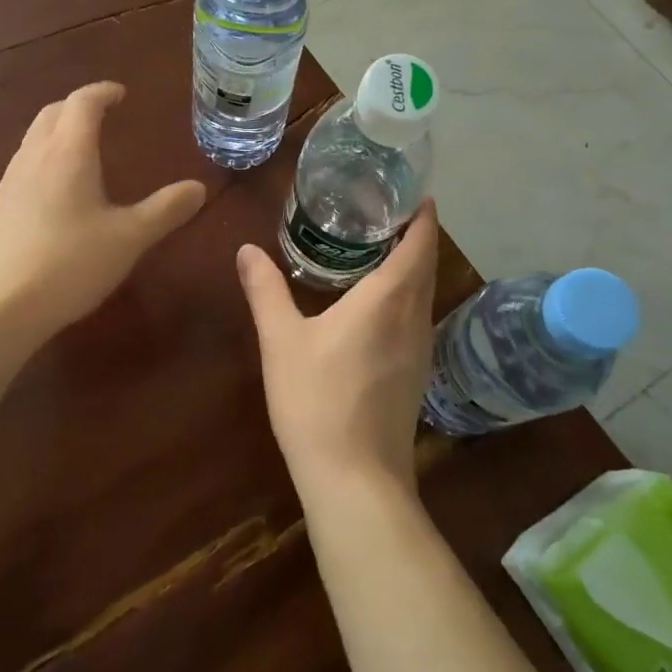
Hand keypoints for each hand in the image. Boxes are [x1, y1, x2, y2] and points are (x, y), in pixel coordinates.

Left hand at [0, 81, 205, 342]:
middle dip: (76, 107)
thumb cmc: (69, 264)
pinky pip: (21, 167)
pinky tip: (53, 194)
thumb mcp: (128, 238)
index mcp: (69, 153)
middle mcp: (34, 157)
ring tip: (80, 151)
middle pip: (52, 113)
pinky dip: (42, 160)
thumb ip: (165, 210)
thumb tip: (198, 187)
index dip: (102, 92)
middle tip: (101, 116)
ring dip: (56, 132)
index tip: (120, 94)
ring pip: (32, 139)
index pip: (82, 103)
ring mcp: (9, 182)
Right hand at [236, 201, 439, 499]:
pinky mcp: (416, 375)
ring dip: (413, 266)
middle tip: (386, 209)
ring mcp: (420, 350)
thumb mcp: (281, 340)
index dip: (422, 215)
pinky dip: (406, 294)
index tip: (414, 191)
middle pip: (426, 266)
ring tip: (380, 246)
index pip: (419, 244)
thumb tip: (246, 249)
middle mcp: (414, 319)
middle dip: (416, 235)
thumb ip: (265, 290)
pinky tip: (377, 302)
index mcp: (388, 300)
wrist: (354, 480)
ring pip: (424, 294)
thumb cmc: (317, 400)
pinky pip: (417, 317)